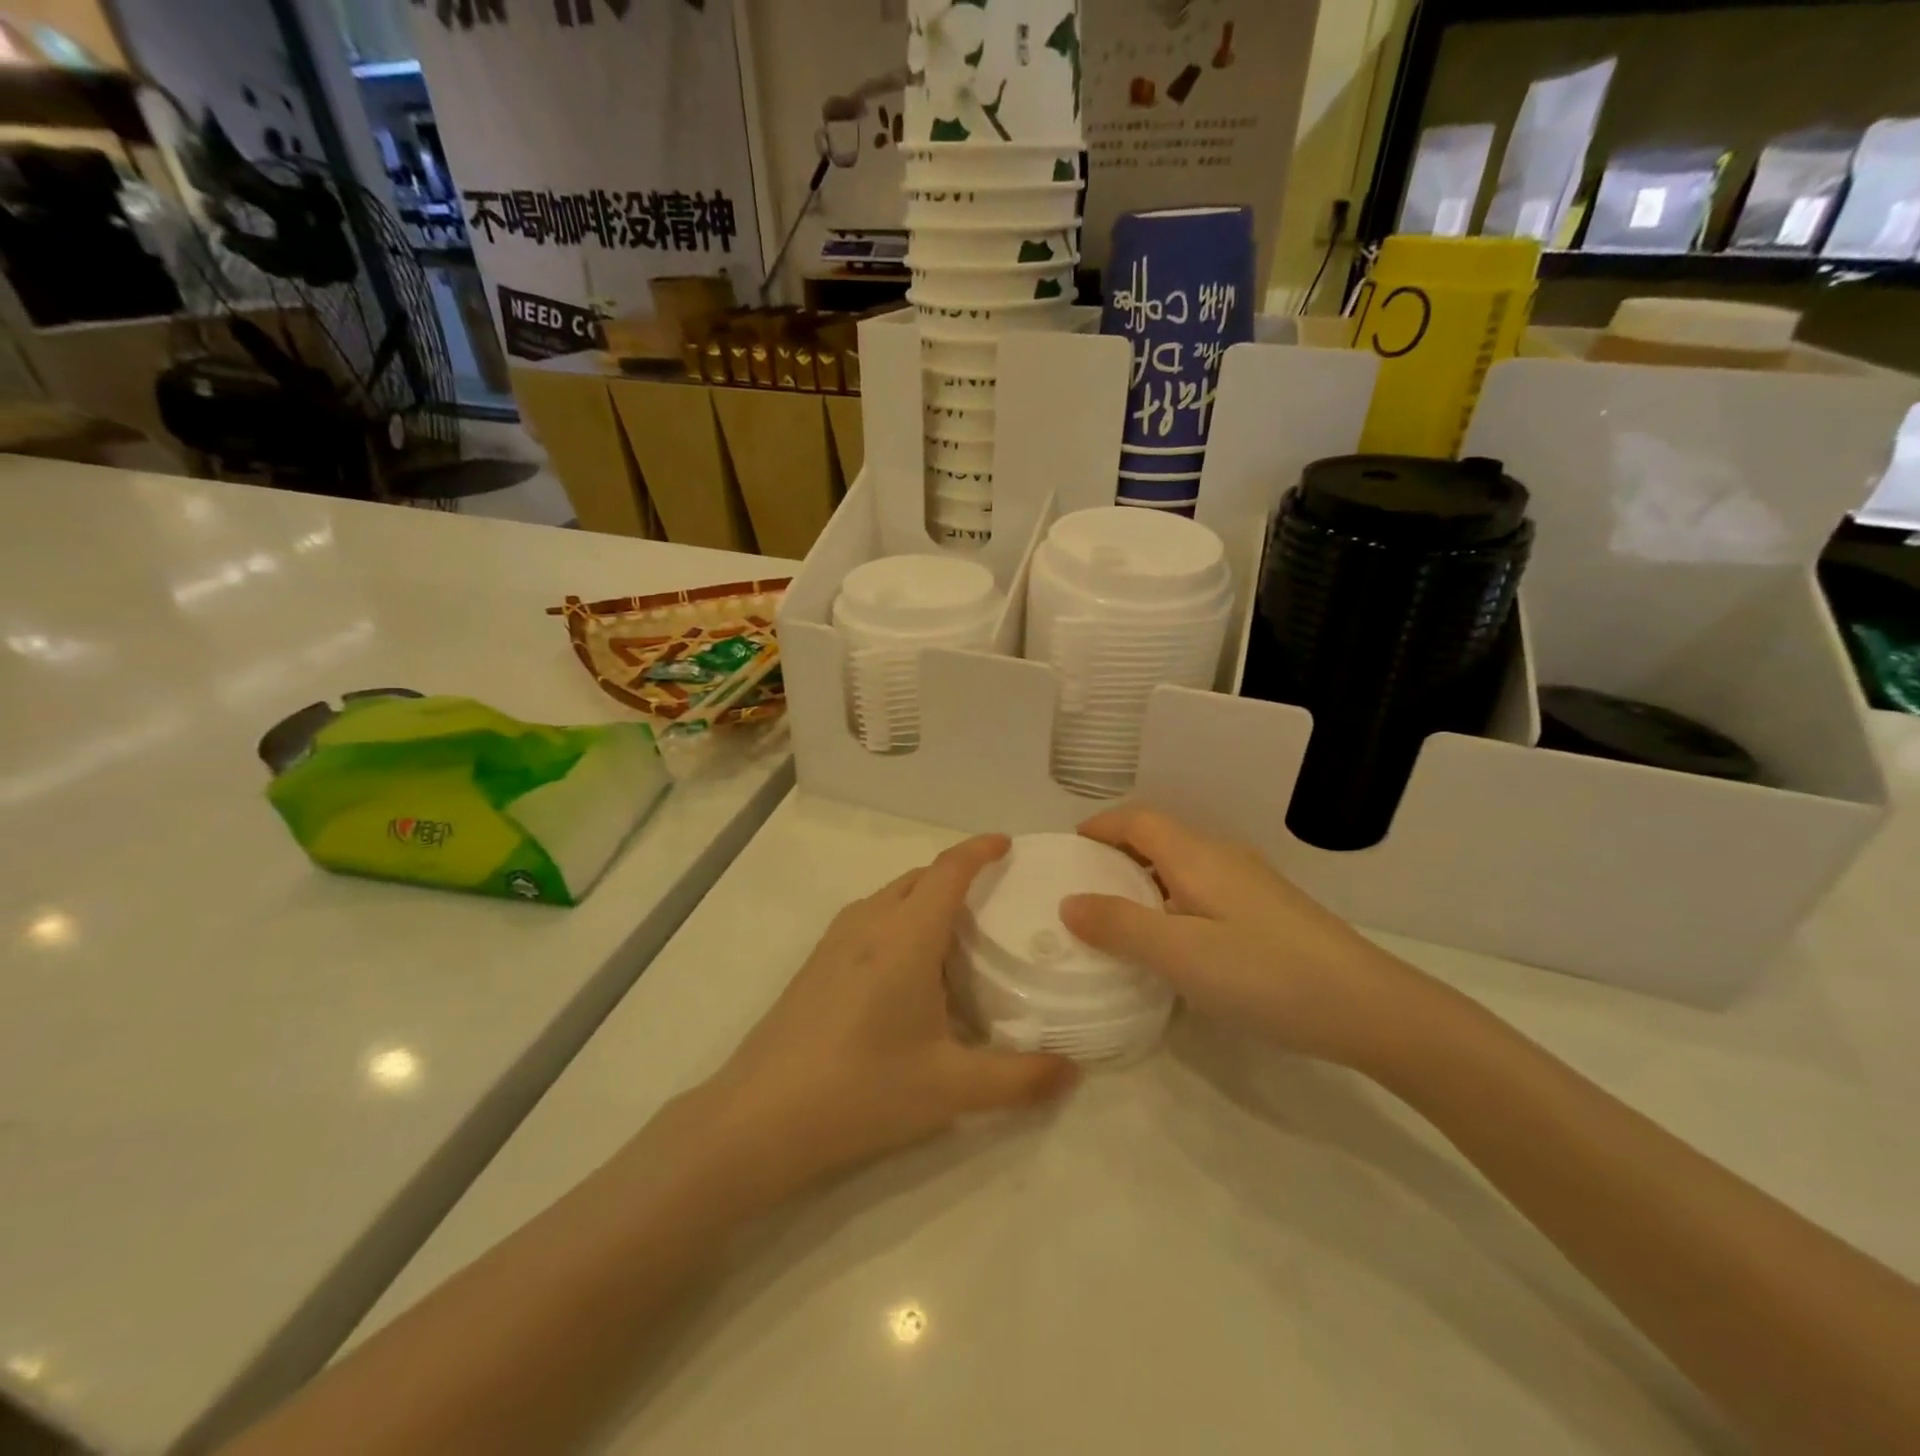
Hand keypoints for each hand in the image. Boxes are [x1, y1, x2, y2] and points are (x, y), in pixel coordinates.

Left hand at [700, 835, 1077, 1200]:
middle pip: (919, 878)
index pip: (949, 870)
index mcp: (906, 936)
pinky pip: (868, 919)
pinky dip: (898, 919)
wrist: (758, 1118)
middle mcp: (869, 924)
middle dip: (956, 874)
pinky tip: (907, 969)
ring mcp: (834, 941)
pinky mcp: (814, 964)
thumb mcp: (951, 1089)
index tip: (1006, 844)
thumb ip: (1019, 1079)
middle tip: (994, 897)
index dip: (979, 850)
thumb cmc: (862, 1090)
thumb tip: (1073, 1072)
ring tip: (956, 931)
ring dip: (924, 897)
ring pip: (889, 896)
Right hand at [1059, 810, 1429, 1068]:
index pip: (1138, 821)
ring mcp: (1251, 884)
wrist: (1369, 1007)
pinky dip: (1173, 900)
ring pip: (1184, 865)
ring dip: (1146, 878)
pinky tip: (1176, 942)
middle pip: (1160, 838)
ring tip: (1120, 916)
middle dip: (1118, 852)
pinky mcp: (1269, 912)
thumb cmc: (1265, 973)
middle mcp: (1223, 858)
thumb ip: (1120, 927)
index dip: (1101, 827)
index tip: (1069, 849)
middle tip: (1084, 886)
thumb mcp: (1181, 954)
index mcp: (1197, 856)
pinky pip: (1204, 889)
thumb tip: (1068, 902)